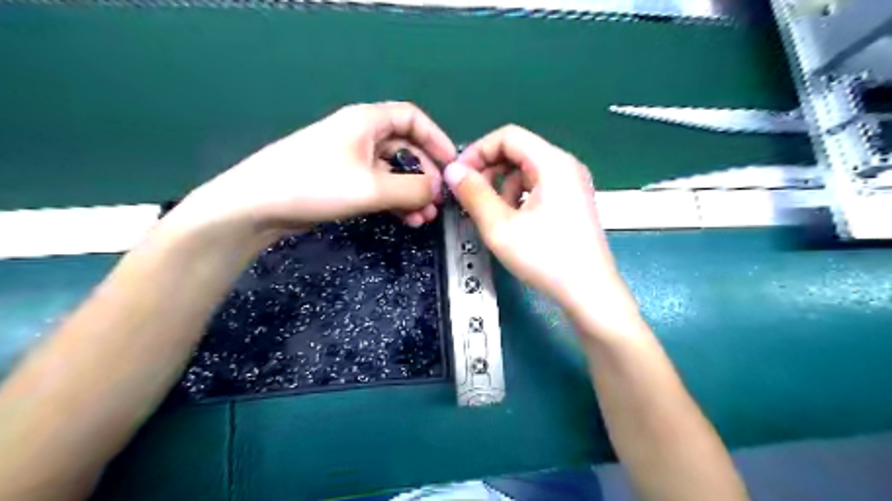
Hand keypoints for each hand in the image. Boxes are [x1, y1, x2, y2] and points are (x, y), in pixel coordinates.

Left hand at [171, 101, 454, 238]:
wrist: (258, 205)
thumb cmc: (316, 184)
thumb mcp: (372, 188)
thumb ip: (412, 188)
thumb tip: (439, 190)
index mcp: (368, 122)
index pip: (413, 119)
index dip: (436, 140)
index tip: (453, 165)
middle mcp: (361, 135)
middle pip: (406, 148)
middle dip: (425, 175)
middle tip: (438, 201)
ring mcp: (351, 160)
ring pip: (393, 172)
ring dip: (412, 193)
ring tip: (424, 218)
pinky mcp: (343, 181)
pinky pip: (379, 186)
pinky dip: (394, 201)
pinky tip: (406, 220)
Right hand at [444, 124, 641, 327]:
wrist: (590, 292)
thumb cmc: (546, 258)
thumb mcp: (500, 227)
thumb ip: (473, 194)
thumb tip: (452, 170)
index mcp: (552, 163)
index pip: (508, 136)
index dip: (478, 151)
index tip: (459, 176)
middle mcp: (566, 166)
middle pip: (518, 151)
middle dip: (489, 170)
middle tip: (470, 197)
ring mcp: (573, 184)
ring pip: (527, 170)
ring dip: (503, 186)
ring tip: (492, 215)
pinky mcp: (573, 201)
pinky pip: (539, 186)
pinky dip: (519, 197)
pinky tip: (513, 221)